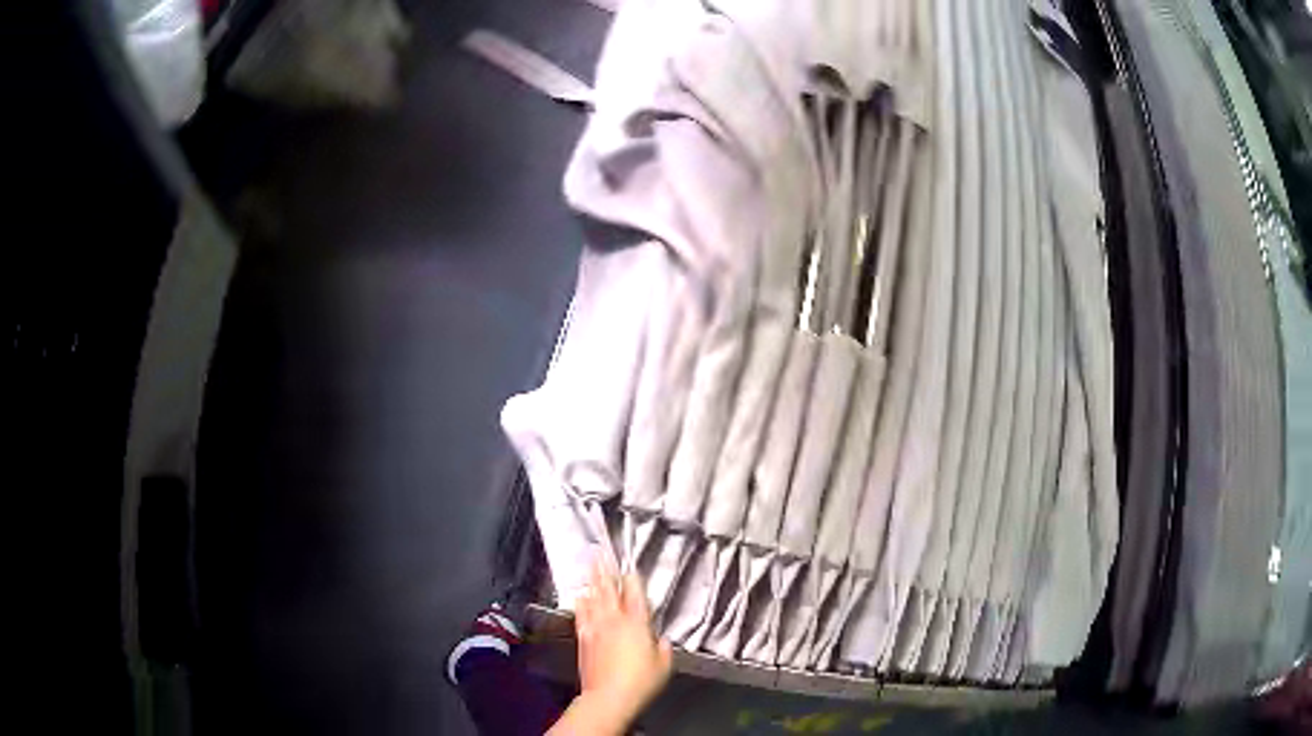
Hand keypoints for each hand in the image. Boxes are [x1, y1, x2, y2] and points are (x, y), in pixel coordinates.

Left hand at [563, 557, 671, 733]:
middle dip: (606, 570)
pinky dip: (581, 603)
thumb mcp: (664, 665)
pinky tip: (580, 595)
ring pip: (594, 598)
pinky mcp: (584, 639)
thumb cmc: (641, 681)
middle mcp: (615, 621)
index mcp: (637, 624)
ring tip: (590, 565)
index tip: (629, 566)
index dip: (632, 579)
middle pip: (610, 590)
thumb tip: (661, 640)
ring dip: (593, 581)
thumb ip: (663, 649)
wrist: (609, 696)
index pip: (635, 595)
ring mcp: (596, 628)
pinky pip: (582, 615)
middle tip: (601, 552)